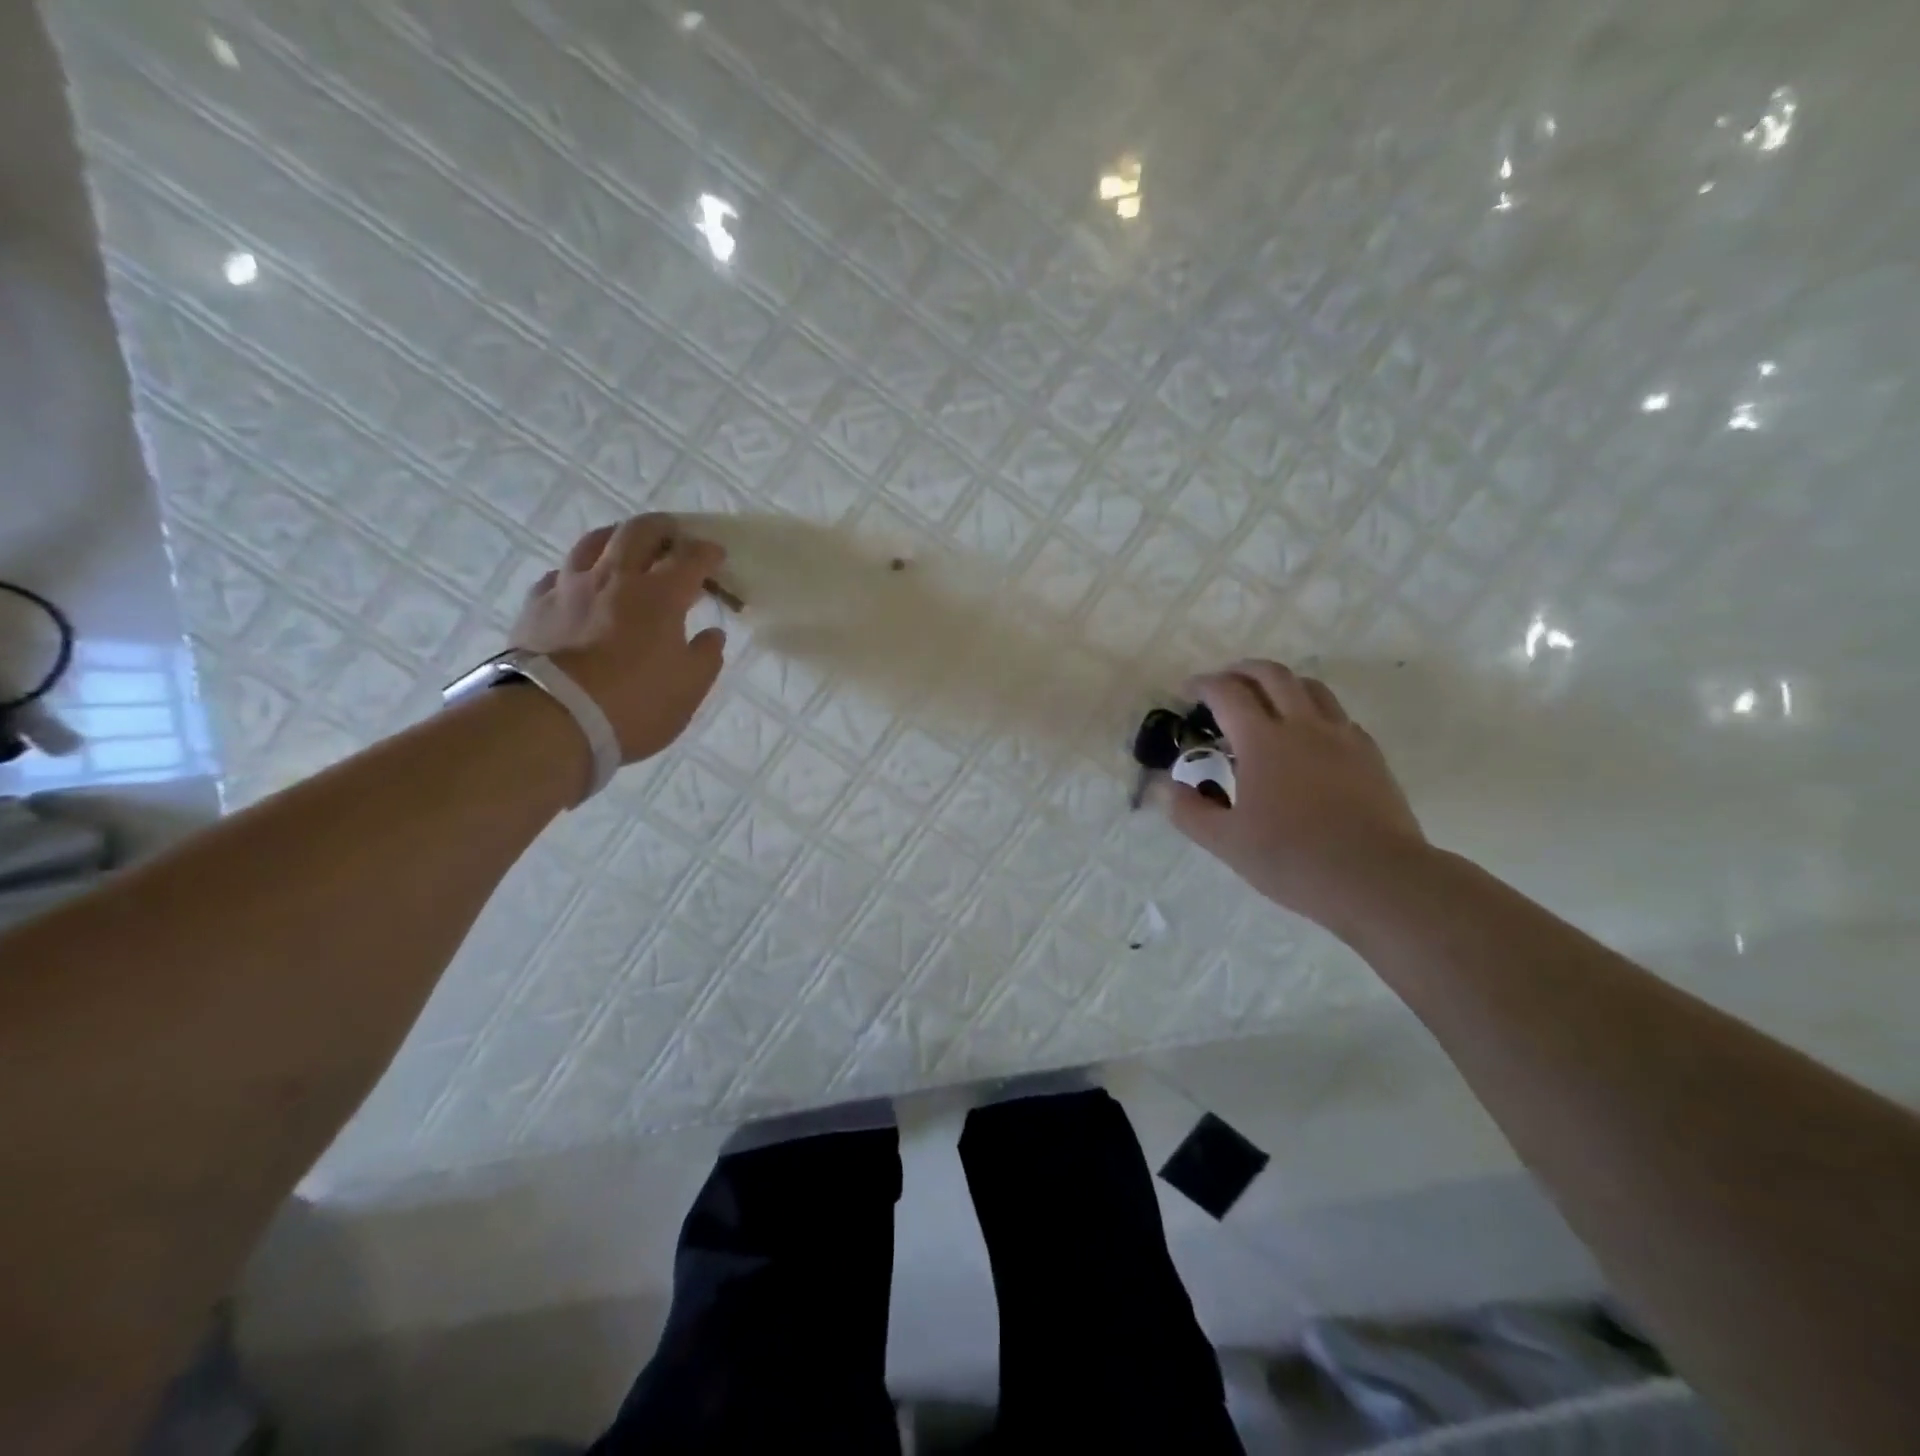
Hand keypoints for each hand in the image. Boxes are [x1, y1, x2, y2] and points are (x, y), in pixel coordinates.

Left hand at [511, 513, 726, 763]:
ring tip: (626, 546)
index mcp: (660, 596)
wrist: (552, 721)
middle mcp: (615, 578)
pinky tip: (582, 585)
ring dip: (617, 537)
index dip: (708, 553)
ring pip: (594, 541)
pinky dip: (579, 572)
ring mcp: (570, 587)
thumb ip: (705, 657)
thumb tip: (711, 635)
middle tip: (675, 535)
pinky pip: (560, 573)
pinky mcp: (536, 605)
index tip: (717, 557)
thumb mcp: (689, 689)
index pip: (690, 558)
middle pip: (639, 532)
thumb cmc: (634, 705)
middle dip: (664, 528)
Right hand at [1161, 660, 1427, 929]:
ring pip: (1310, 687)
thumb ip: (1188, 811)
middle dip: (1241, 670)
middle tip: (1223, 684)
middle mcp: (1303, 725)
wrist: (1376, 878)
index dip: (1202, 685)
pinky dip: (1313, 711)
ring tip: (1265, 701)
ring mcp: (1342, 736)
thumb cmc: (1292, 859)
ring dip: (1281, 683)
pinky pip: (1337, 715)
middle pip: (1271, 674)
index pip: (1227, 693)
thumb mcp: (1226, 842)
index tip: (1185, 692)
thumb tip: (1165, 787)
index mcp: (1262, 741)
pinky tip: (1307, 737)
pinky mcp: (1369, 754)